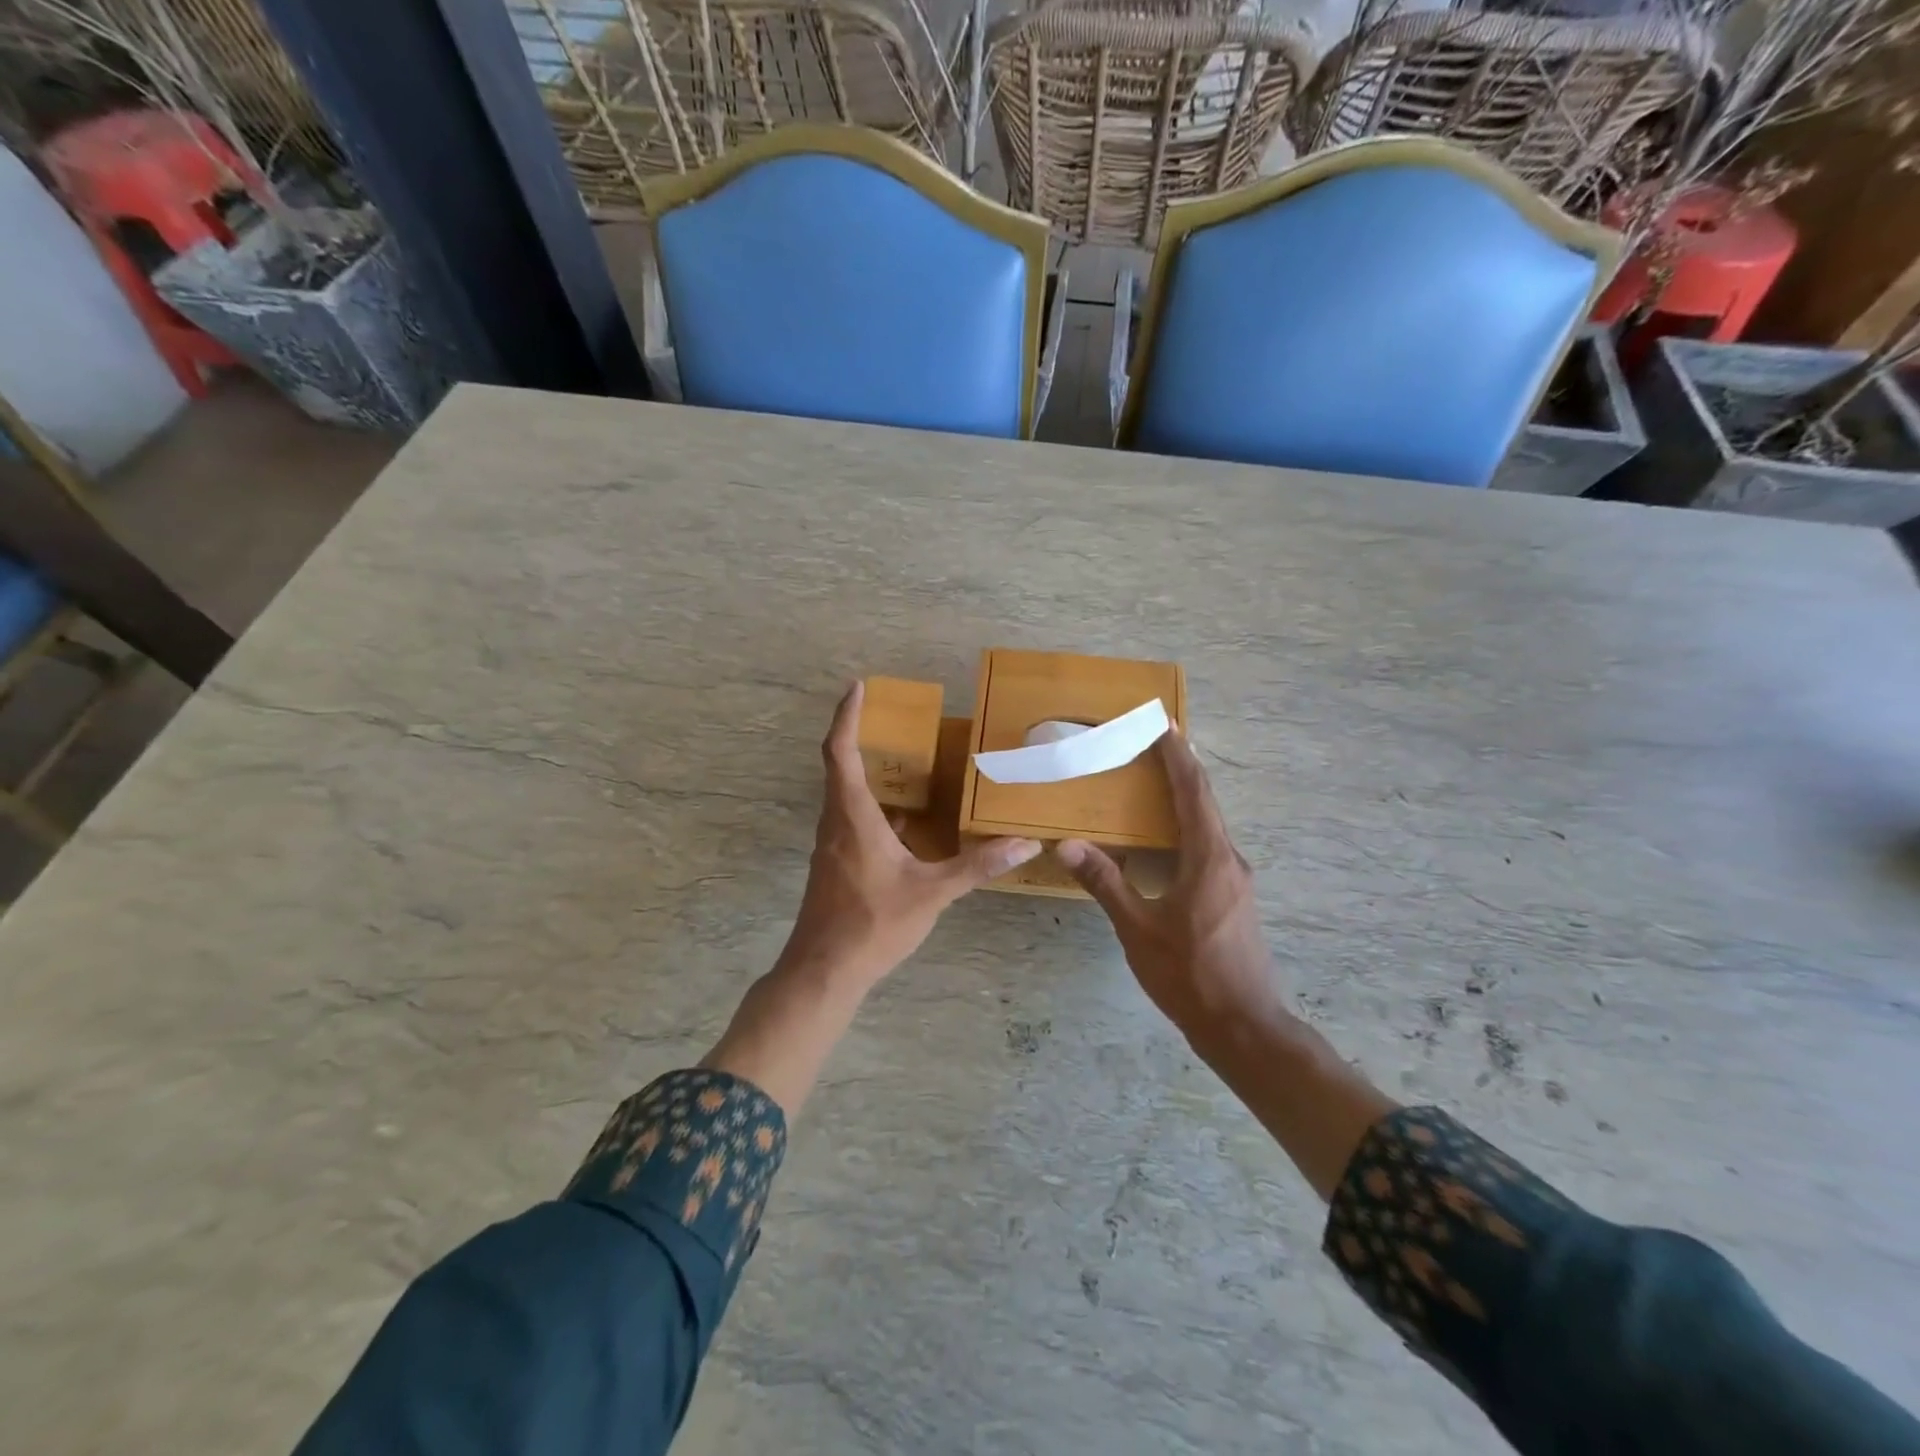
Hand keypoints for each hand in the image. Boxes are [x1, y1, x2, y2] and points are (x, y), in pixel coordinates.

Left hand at [778, 682, 1042, 992]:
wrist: (823, 971)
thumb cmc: (872, 924)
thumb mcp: (931, 892)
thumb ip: (977, 865)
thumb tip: (1024, 844)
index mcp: (853, 816)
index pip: (841, 751)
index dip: (846, 716)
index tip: (857, 687)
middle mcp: (836, 822)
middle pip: (840, 767)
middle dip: (861, 737)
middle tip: (893, 720)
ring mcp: (832, 845)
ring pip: (846, 796)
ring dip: (869, 775)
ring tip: (907, 765)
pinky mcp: (835, 865)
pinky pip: (852, 821)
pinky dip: (874, 809)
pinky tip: (905, 823)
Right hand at [1057, 733, 1282, 1033]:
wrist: (1243, 1026)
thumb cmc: (1189, 974)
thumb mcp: (1139, 929)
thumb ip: (1105, 883)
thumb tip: (1067, 845)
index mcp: (1209, 859)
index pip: (1194, 793)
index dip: (1178, 757)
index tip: (1164, 725)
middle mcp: (1229, 860)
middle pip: (1206, 803)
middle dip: (1181, 770)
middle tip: (1153, 745)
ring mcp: (1236, 881)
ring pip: (1210, 826)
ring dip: (1185, 799)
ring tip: (1155, 782)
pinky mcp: (1234, 898)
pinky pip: (1210, 847)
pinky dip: (1188, 828)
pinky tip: (1166, 839)